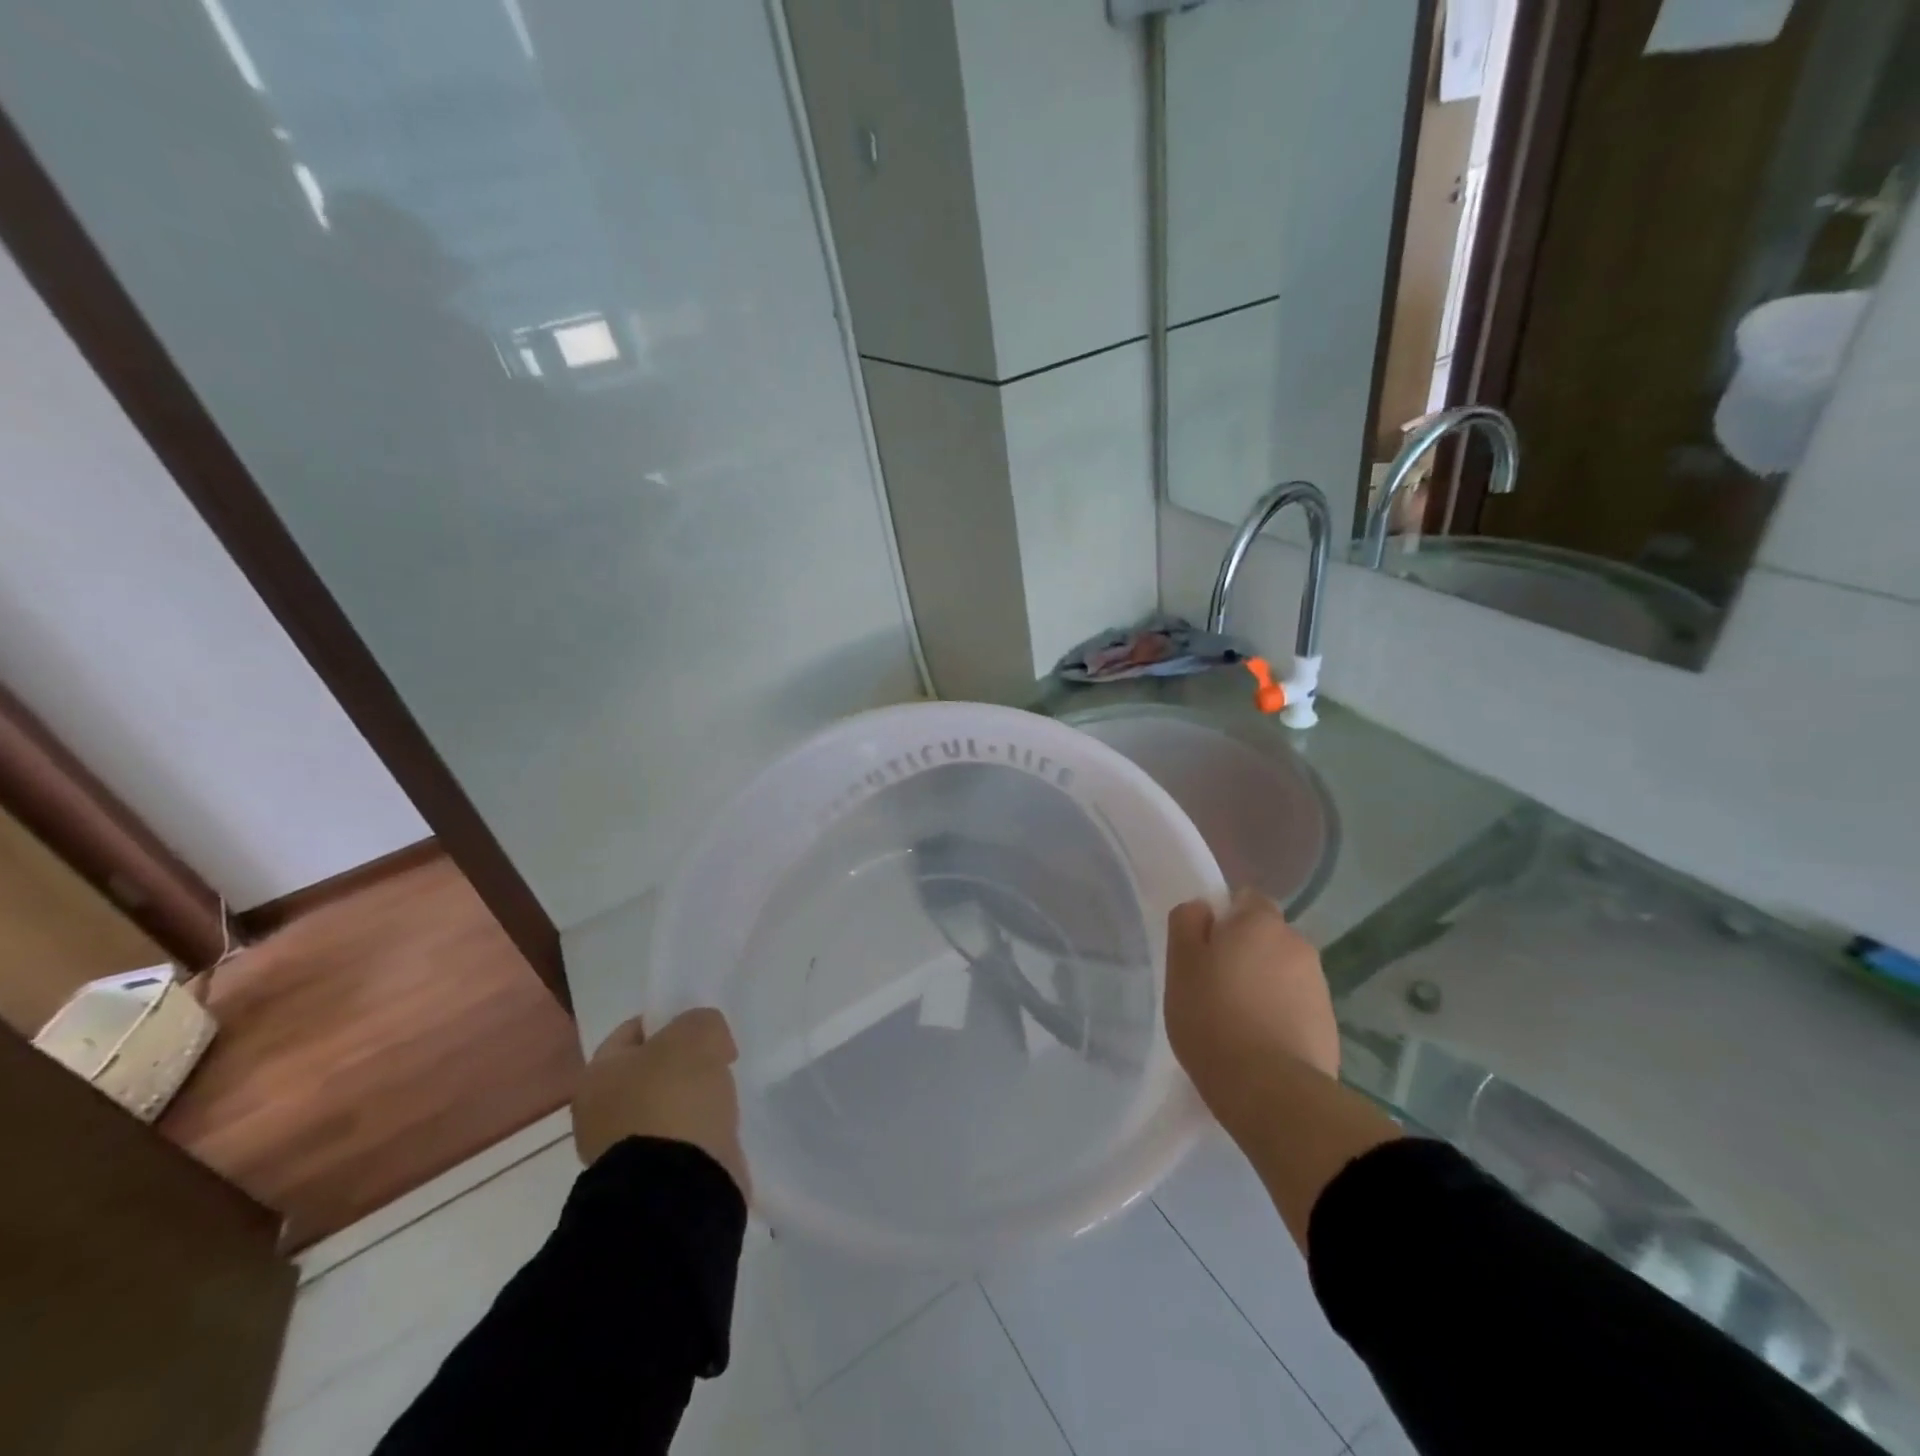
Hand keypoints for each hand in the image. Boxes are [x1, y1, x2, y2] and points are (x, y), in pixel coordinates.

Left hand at [573, 1008, 748, 1196]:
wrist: (678, 1187)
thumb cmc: (676, 1098)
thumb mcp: (697, 1034)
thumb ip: (702, 1021)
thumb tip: (708, 1042)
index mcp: (596, 1075)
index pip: (632, 1031)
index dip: (669, 1021)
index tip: (702, 1029)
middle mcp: (597, 1113)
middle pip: (647, 1071)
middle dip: (680, 1064)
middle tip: (715, 1060)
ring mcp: (620, 1151)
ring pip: (661, 1107)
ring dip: (687, 1100)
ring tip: (719, 1096)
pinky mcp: (646, 1179)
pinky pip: (674, 1139)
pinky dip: (693, 1132)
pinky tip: (716, 1127)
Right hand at [1165, 889, 1339, 1110]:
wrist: (1271, 1091)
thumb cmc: (1213, 1017)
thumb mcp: (1180, 964)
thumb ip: (1187, 923)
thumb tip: (1203, 909)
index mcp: (1261, 922)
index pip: (1247, 899)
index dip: (1224, 918)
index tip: (1205, 948)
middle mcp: (1298, 945)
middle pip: (1266, 937)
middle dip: (1246, 953)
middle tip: (1215, 985)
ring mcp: (1319, 987)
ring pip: (1282, 973)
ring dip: (1264, 985)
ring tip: (1237, 1021)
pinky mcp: (1329, 1026)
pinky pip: (1296, 1008)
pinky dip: (1280, 1016)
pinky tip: (1259, 1044)